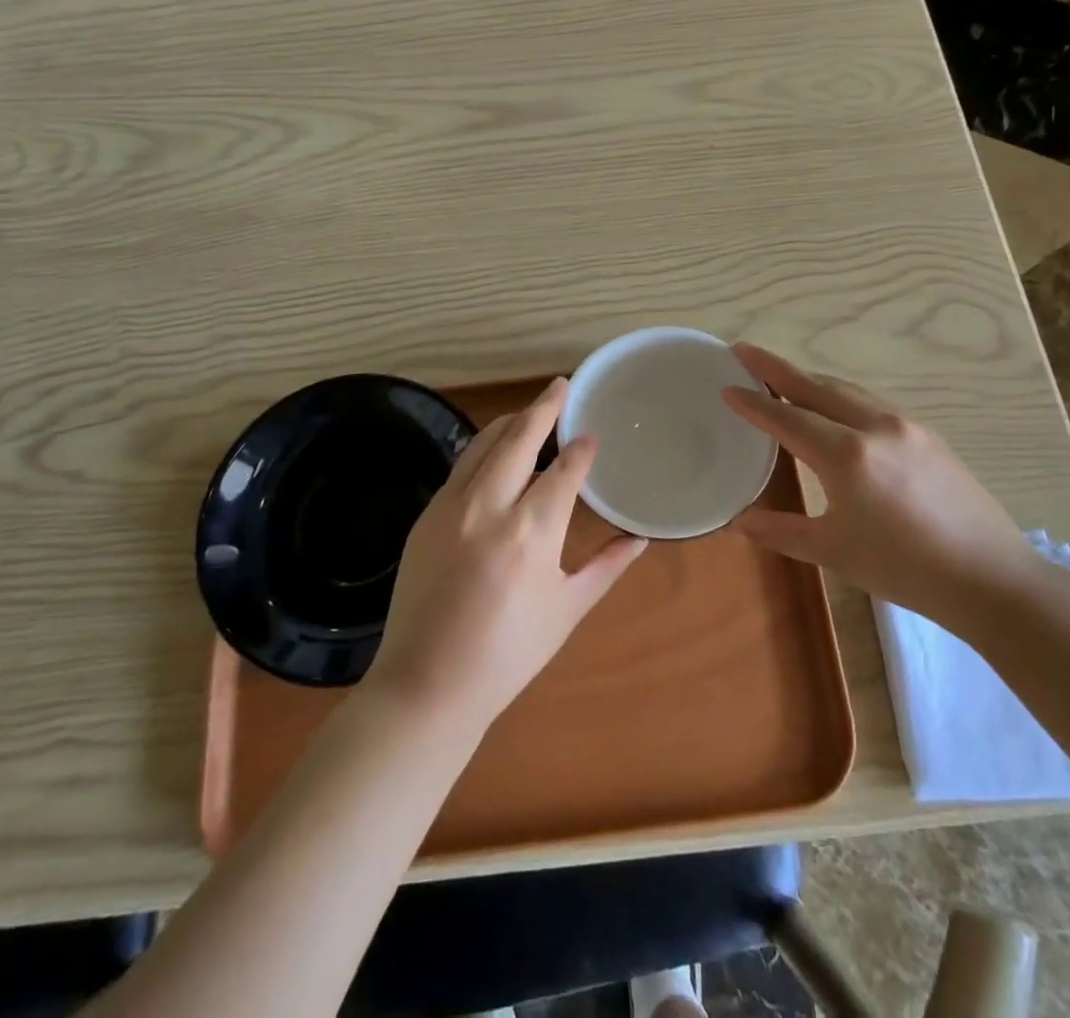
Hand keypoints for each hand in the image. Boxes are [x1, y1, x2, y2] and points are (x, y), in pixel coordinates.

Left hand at [366, 377, 645, 729]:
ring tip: (532, 410)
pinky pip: (462, 466)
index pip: (565, 469)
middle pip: (520, 436)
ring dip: (512, 421)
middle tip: (561, 384)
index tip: (593, 434)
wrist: (427, 685)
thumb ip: (607, 565)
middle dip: (545, 406)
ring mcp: (452, 506)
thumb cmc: (509, 654)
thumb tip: (642, 537)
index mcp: (533, 532)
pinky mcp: (427, 515)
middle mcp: (491, 506)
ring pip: (485, 443)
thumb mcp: (568, 609)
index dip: (582, 449)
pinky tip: (496, 448)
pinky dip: (484, 448)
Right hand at [721, 343, 1034, 633]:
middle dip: (776, 367)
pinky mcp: (927, 434)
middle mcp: (874, 426)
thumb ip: (781, 531)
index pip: (786, 417)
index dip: (753, 403)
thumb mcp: (835, 552)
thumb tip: (739, 521)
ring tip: (781, 376)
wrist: (992, 579)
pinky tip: (833, 407)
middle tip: (743, 352)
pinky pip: (870, 402)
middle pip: (815, 385)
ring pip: (846, 389)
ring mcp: (905, 425)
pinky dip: (839, 394)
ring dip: (809, 379)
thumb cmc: (905, 568)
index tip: (726, 386)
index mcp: (846, 454)